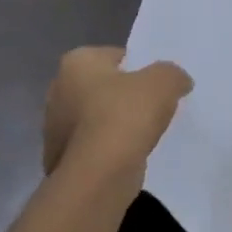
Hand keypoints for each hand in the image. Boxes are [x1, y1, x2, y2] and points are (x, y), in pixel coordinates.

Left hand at [42, 47, 191, 187]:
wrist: (99, 174)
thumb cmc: (125, 116)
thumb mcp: (164, 82)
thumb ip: (172, 74)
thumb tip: (177, 81)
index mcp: (77, 62)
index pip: (115, 57)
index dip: (140, 68)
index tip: (158, 85)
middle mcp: (58, 90)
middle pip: (103, 88)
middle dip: (125, 97)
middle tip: (154, 108)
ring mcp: (54, 127)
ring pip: (97, 119)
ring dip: (116, 126)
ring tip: (145, 136)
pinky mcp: (60, 159)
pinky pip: (93, 146)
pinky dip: (109, 150)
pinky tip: (130, 156)